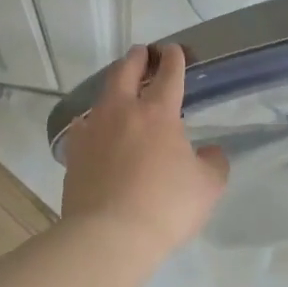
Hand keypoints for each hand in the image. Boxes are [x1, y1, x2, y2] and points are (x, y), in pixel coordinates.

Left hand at [61, 43, 228, 255]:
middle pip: (125, 72)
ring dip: (113, 86)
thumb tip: (210, 152)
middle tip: (142, 54)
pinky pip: (84, 127)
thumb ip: (213, 163)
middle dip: (136, 59)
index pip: (168, 74)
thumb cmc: (165, 207)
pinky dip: (94, 121)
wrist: (108, 235)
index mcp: (158, 113)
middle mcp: (122, 112)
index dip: (173, 59)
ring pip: (101, 96)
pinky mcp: (74, 152)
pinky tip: (97, 130)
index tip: (174, 51)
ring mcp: (93, 130)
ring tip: (120, 91)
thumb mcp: (207, 187)